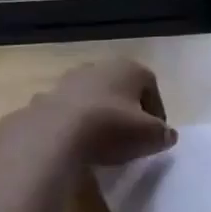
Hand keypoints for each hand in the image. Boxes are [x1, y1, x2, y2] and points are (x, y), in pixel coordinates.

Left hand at [35, 59, 176, 165]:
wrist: (55, 134)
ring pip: (90, 98)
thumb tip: (166, 135)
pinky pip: (66, 112)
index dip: (156, 112)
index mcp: (128, 68)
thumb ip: (163, 134)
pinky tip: (75, 145)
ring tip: (101, 143)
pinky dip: (73, 125)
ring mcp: (67, 81)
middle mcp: (97, 66)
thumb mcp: (150, 136)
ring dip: (98, 115)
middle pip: (119, 89)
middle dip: (125, 110)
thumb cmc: (112, 128)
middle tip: (129, 137)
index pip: (150, 86)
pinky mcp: (44, 99)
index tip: (155, 135)